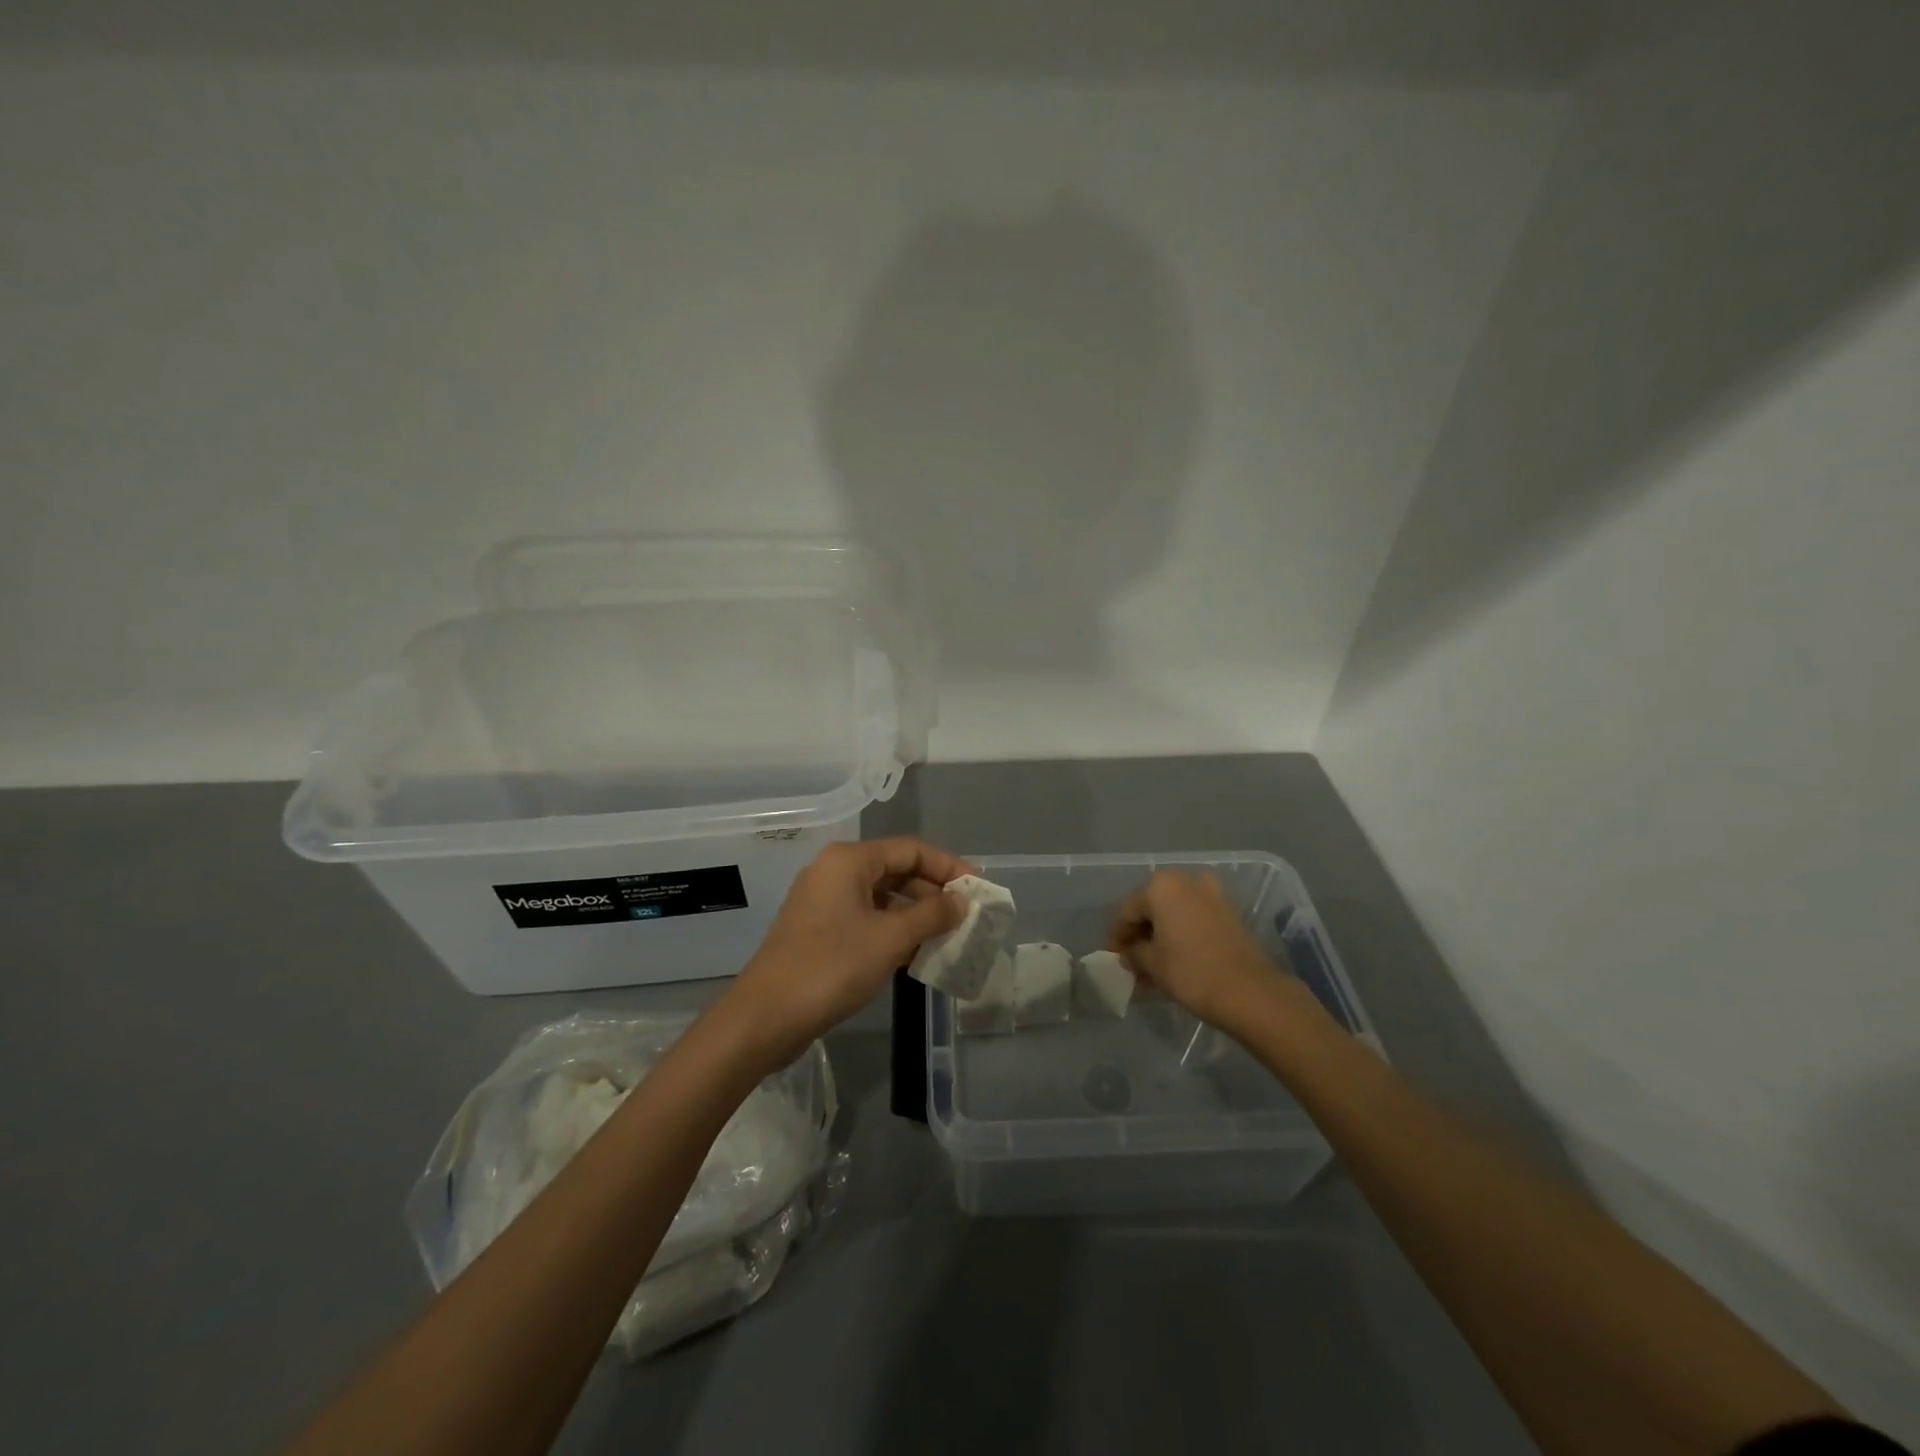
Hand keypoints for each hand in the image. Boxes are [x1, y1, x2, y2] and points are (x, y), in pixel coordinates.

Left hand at [722, 837, 974, 1064]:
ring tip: (947, 936)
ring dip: (915, 914)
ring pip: (882, 897)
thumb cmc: (831, 967)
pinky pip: (866, 918)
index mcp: (849, 860)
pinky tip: (915, 953)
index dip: (948, 866)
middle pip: (896, 870)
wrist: (765, 1017)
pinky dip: (893, 930)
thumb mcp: (890, 938)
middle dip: (933, 892)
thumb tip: (961, 901)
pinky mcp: (819, 930)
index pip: (911, 849)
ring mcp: (824, 901)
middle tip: (966, 915)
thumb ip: (931, 914)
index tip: (978, 888)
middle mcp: (835, 871)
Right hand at [1109, 870, 1296, 1032]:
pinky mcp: (1230, 912)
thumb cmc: (1191, 972)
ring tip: (1153, 967)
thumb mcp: (1151, 963)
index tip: (1113, 957)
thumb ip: (1133, 952)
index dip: (1117, 936)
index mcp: (1161, 886)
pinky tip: (1175, 959)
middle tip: (1132, 962)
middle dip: (1141, 935)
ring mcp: (1212, 894)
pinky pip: (1195, 918)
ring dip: (1161, 936)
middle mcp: (1187, 881)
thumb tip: (1130, 953)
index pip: (1128, 910)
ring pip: (1175, 913)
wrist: (1250, 992)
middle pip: (1153, 908)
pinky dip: (1182, 934)